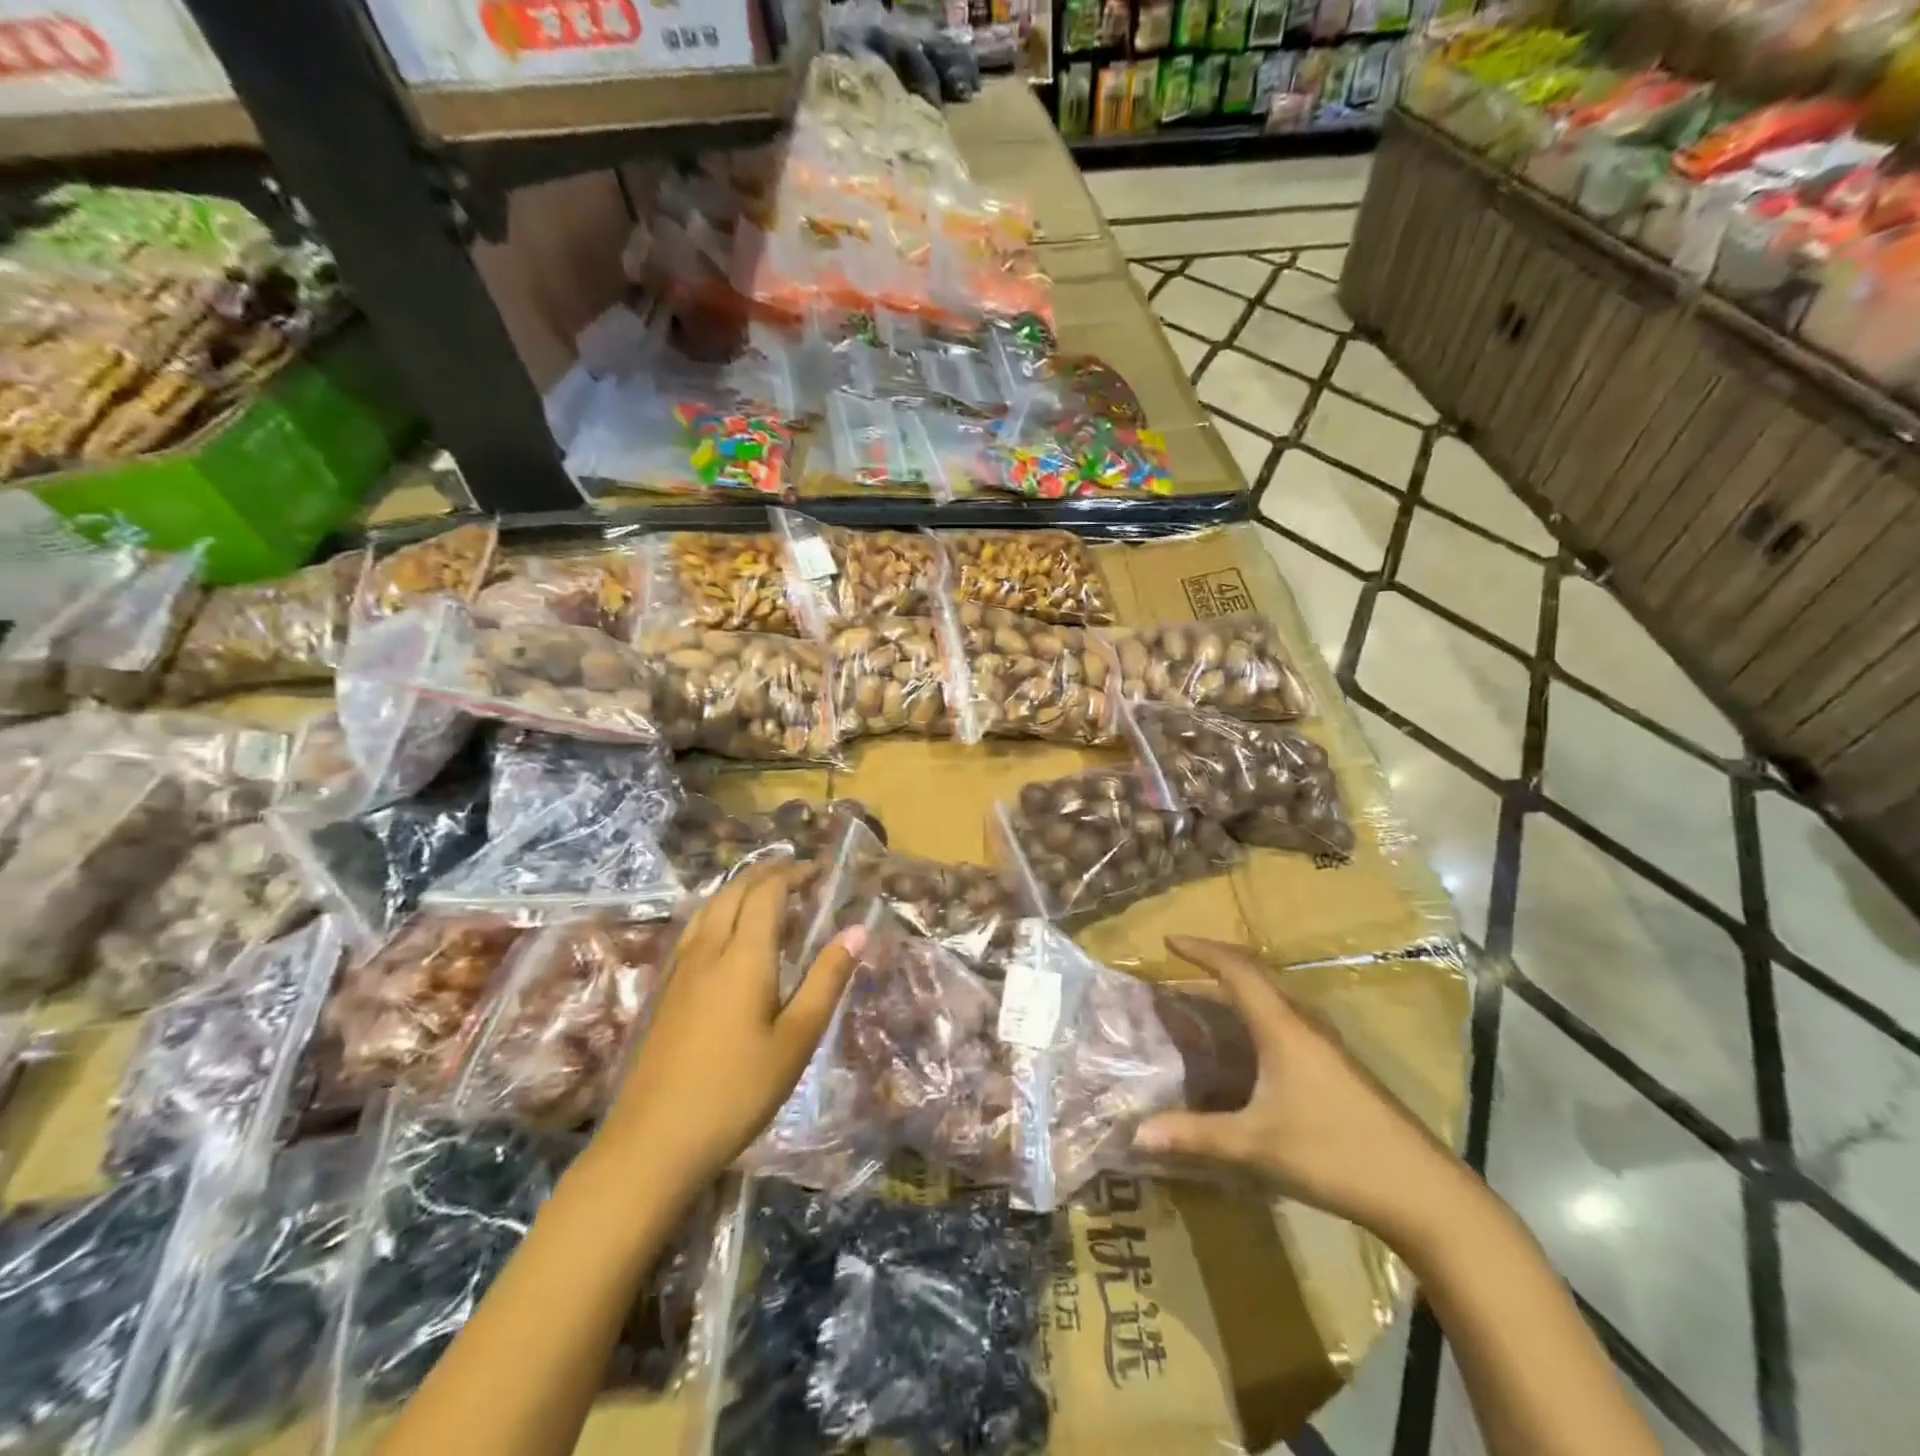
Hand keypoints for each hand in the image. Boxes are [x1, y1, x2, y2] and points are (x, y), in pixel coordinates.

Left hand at [592, 861, 864, 1192]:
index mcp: (743, 955)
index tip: (819, 870)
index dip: (793, 873)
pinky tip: (726, 935)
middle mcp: (708, 950)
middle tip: (797, 873)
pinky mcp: (666, 992)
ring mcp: (680, 971)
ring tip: (765, 893)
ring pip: (709, 908)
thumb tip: (858, 929)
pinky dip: (719, 911)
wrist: (654, 1143)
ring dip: (739, 889)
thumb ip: (827, 979)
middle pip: (734, 891)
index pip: (767, 892)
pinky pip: (695, 929)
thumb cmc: (738, 1091)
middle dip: (766, 873)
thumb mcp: (797, 1038)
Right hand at [1135, 936, 1464, 1240]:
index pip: (1236, 970)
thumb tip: (1138, 1133)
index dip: (1202, 950)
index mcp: (1282, 1027)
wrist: (1422, 1190)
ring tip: (1211, 992)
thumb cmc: (1333, 1153)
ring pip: (1277, 995)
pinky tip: (1252, 1040)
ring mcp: (1328, 1044)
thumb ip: (1196, 1135)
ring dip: (1242, 983)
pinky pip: (1289, 1016)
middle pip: (1258, 973)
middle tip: (1185, 959)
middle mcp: (1304, 1023)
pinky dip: (1259, 1009)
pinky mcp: (1339, 1066)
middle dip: (1219, 959)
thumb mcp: (1256, 1145)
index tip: (1170, 939)